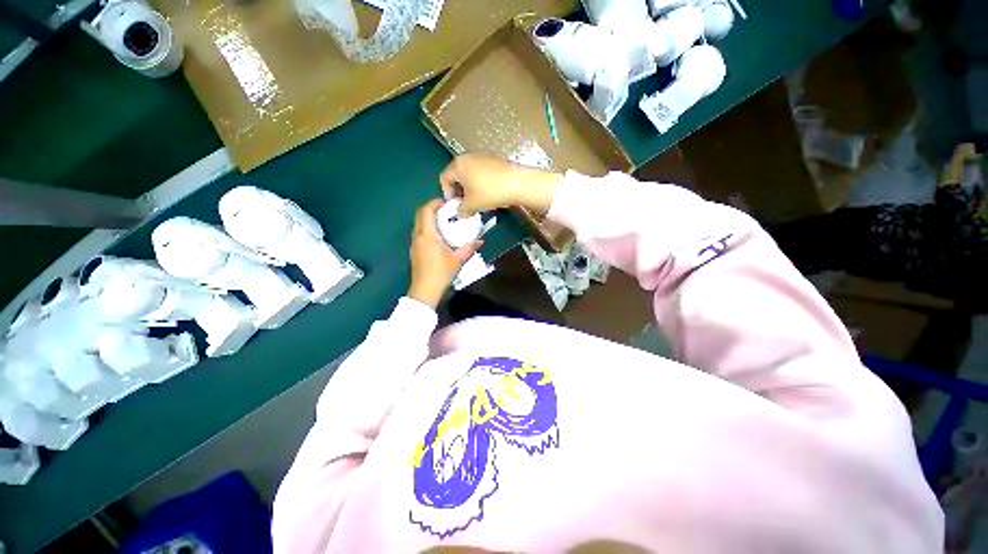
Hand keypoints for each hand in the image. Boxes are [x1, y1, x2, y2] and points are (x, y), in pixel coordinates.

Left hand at [408, 199, 482, 308]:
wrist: (425, 289)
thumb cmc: (441, 272)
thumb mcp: (458, 259)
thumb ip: (469, 248)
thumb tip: (481, 241)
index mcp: (427, 235)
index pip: (426, 211)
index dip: (435, 203)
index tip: (446, 202)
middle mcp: (418, 235)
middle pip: (420, 214)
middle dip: (431, 208)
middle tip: (446, 209)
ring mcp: (414, 243)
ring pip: (419, 224)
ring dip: (429, 218)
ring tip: (444, 221)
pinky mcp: (414, 250)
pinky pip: (419, 232)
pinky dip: (427, 228)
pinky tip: (438, 236)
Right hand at [439, 154, 562, 216]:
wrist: (517, 183)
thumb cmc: (489, 193)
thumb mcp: (472, 205)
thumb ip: (461, 210)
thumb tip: (460, 213)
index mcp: (458, 165)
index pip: (444, 179)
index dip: (447, 194)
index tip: (455, 205)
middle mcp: (468, 157)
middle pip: (457, 174)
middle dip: (459, 191)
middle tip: (464, 204)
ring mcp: (482, 156)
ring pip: (470, 173)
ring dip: (470, 187)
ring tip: (477, 200)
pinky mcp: (495, 159)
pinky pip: (481, 172)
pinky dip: (480, 182)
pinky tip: (489, 193)